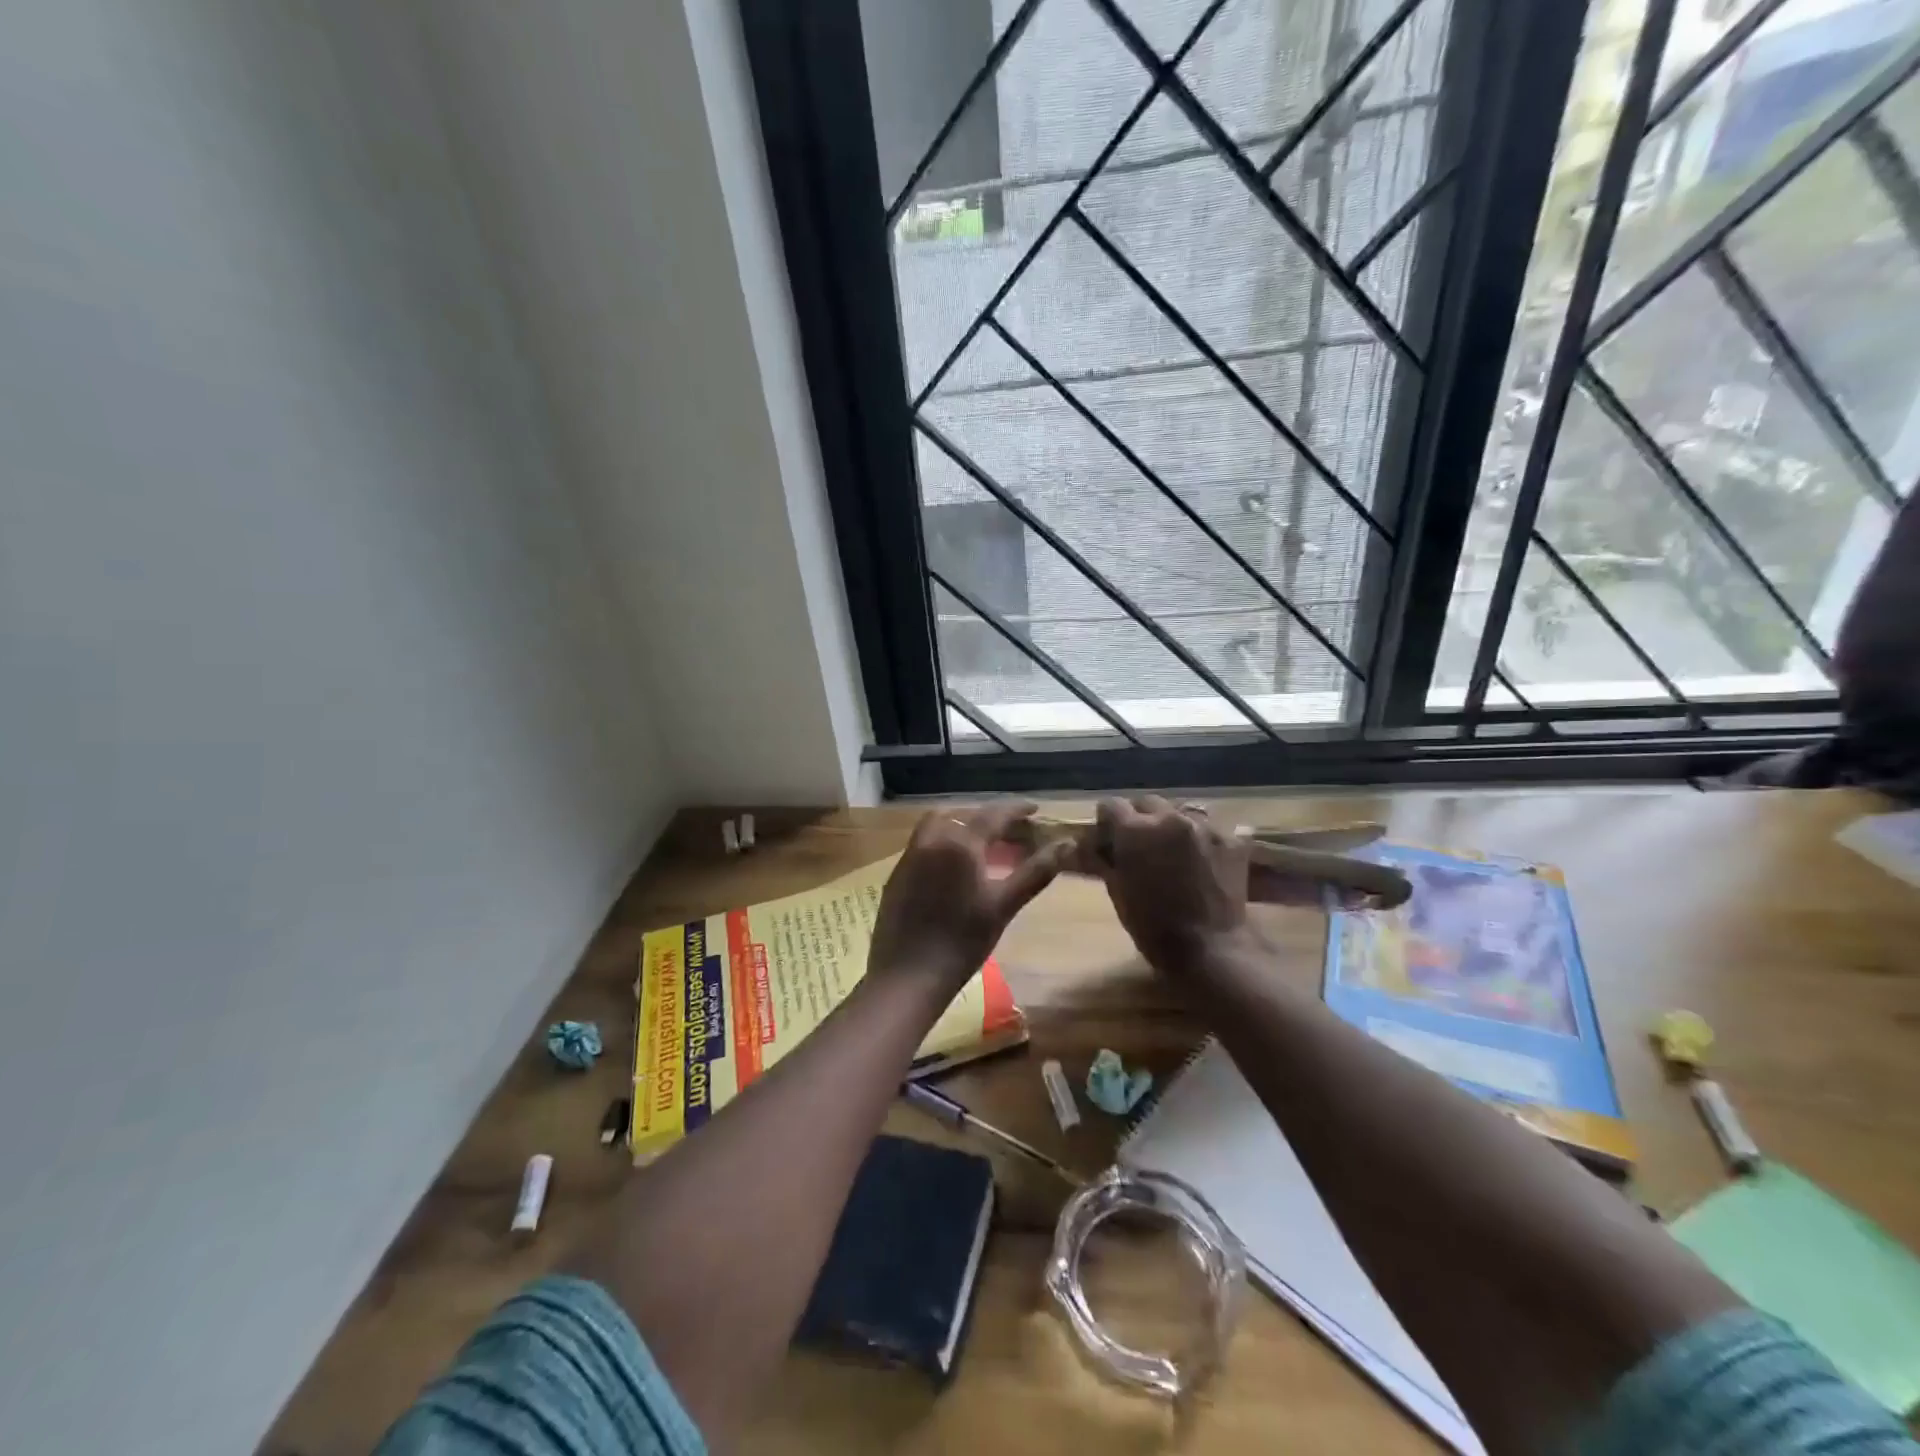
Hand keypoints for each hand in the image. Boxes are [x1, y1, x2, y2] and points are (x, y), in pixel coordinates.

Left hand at [868, 802, 1072, 993]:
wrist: (907, 975)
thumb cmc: (962, 942)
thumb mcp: (1003, 906)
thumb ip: (1036, 871)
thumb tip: (1067, 844)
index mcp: (959, 843)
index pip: (993, 815)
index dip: (1016, 810)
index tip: (1035, 809)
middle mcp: (931, 839)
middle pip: (965, 815)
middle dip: (990, 817)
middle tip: (1013, 830)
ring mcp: (910, 855)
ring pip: (939, 824)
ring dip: (963, 824)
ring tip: (985, 842)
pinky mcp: (898, 873)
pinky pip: (924, 841)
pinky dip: (944, 840)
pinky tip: (957, 863)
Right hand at [1093, 795, 1256, 970]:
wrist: (1210, 949)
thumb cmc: (1153, 926)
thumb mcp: (1118, 891)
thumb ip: (1103, 860)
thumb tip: (1086, 846)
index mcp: (1135, 830)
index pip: (1111, 805)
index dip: (1107, 821)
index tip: (1109, 838)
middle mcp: (1169, 818)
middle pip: (1147, 803)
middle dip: (1140, 820)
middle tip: (1141, 846)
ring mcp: (1204, 826)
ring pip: (1180, 812)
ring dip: (1171, 827)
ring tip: (1173, 853)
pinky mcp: (1230, 839)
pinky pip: (1208, 829)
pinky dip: (1200, 841)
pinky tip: (1200, 863)